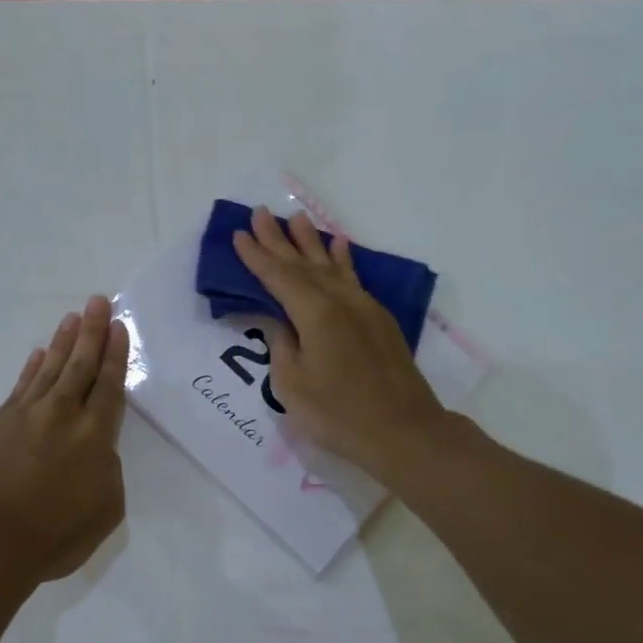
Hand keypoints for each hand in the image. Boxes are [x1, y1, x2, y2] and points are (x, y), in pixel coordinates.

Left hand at [0, 295, 128, 585]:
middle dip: (92, 331)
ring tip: (72, 317)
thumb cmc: (53, 536)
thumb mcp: (106, 510)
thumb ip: (108, 471)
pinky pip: (20, 387)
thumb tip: (95, 450)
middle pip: (81, 365)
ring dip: (64, 342)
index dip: (116, 354)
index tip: (119, 326)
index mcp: (94, 435)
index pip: (109, 384)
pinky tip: (38, 355)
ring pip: (49, 368)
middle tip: (98, 300)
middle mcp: (61, 414)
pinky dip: (31, 368)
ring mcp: (23, 415)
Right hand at [232, 207, 449, 480]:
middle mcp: (340, 301)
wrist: (403, 430)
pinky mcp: (378, 319)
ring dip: (310, 241)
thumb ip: (282, 345)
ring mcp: (363, 307)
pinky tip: (338, 245)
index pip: (278, 277)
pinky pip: (353, 277)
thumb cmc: (339, 414)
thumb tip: (279, 320)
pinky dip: (342, 258)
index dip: (256, 256)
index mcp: (315, 314)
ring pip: (331, 265)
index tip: (239, 233)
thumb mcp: (292, 385)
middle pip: (303, 263)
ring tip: (296, 217)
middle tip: (260, 212)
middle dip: (278, 238)